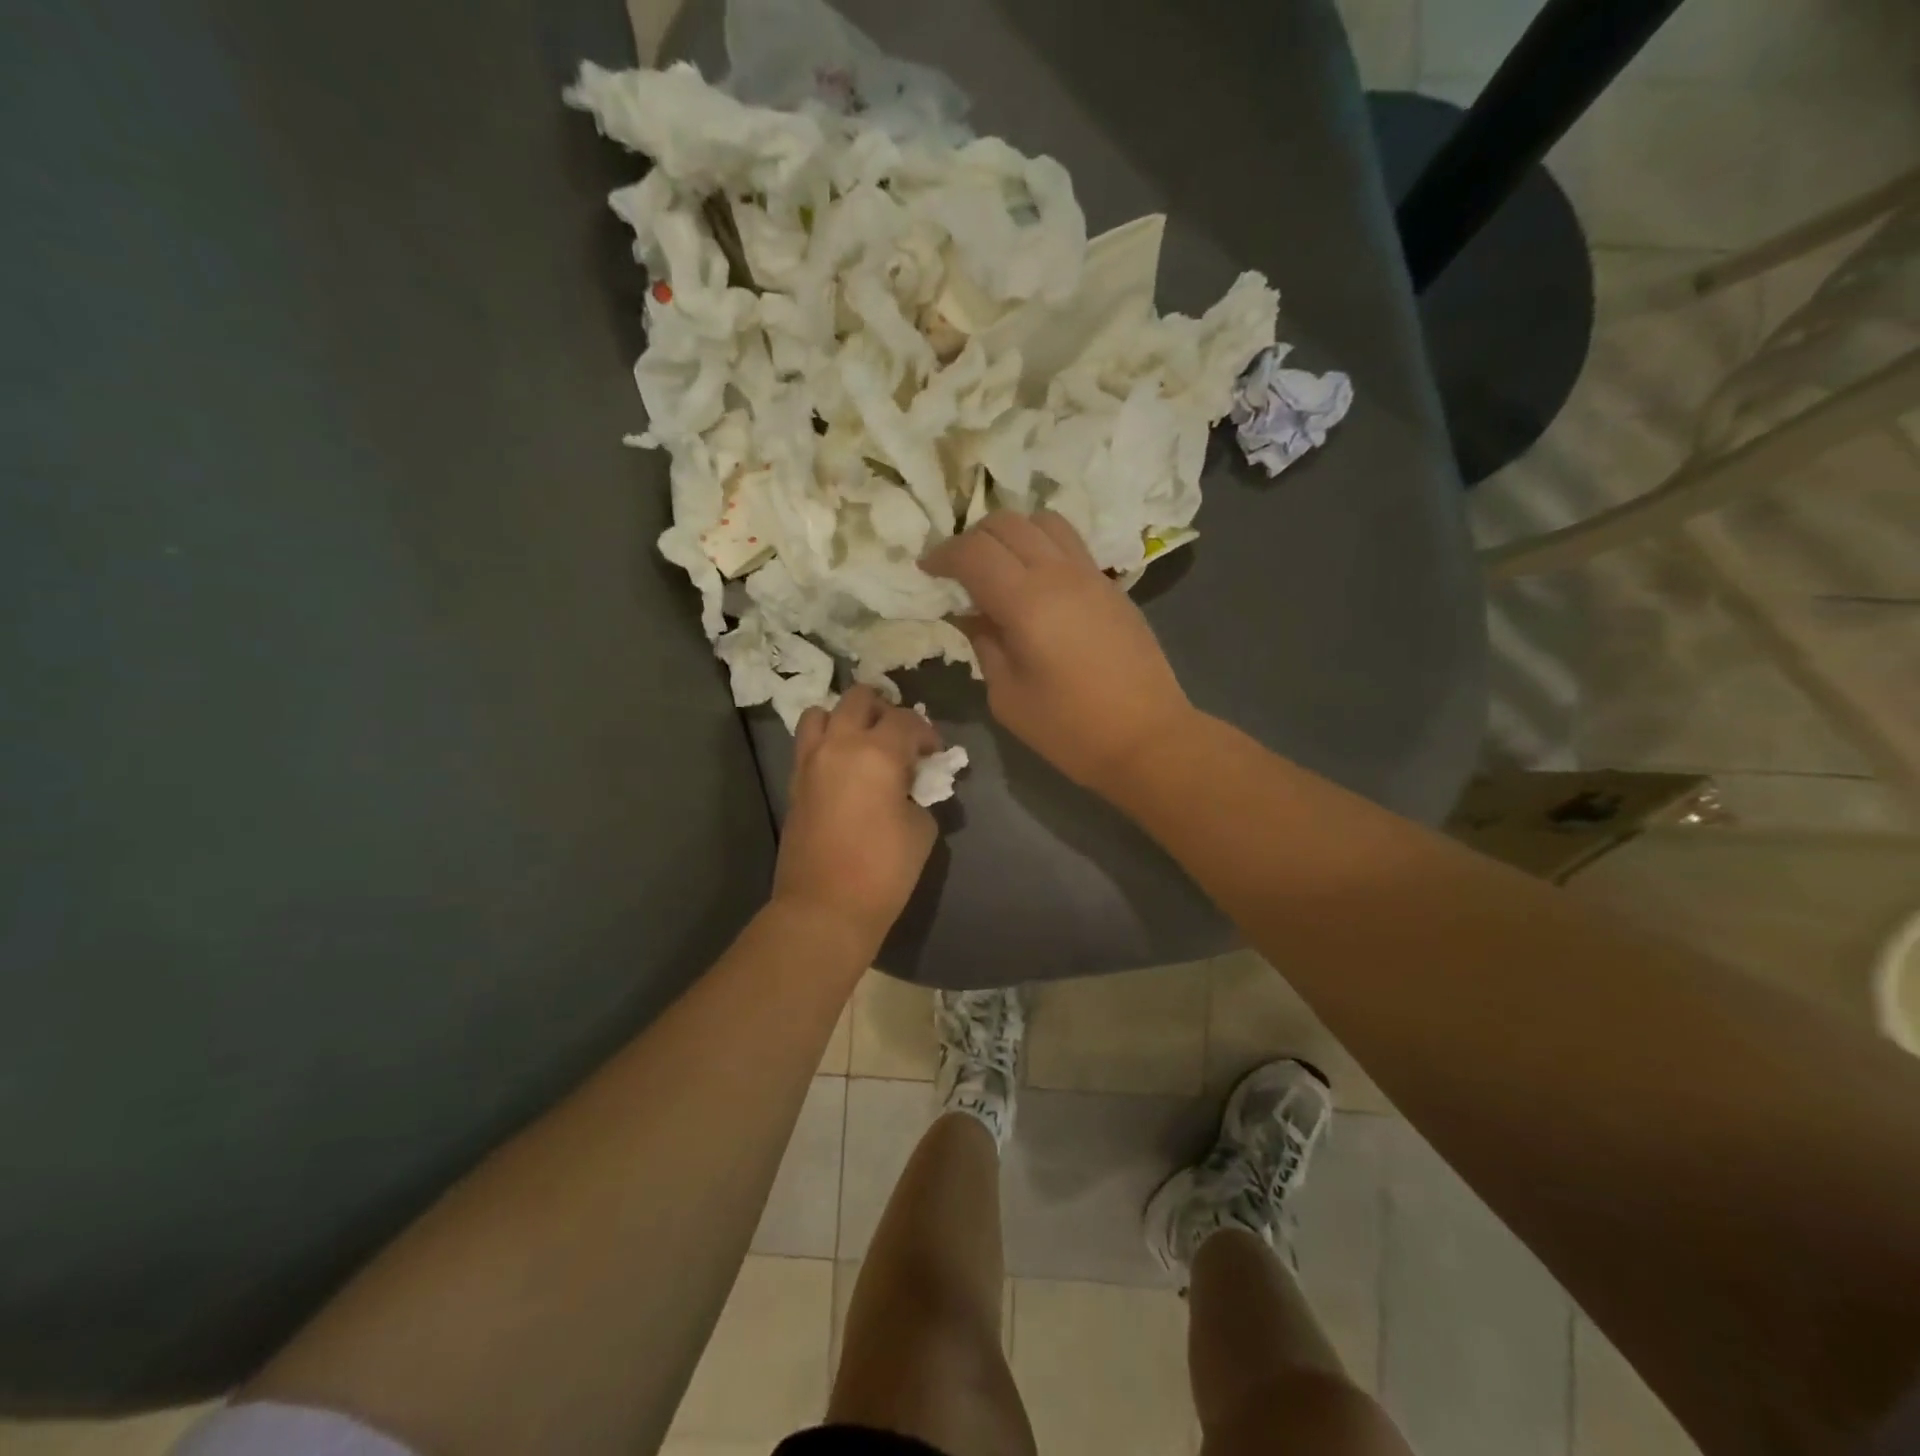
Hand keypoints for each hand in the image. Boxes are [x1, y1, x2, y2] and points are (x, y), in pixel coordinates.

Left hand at [771, 686, 940, 951]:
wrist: (825, 907)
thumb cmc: (883, 871)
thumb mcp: (922, 828)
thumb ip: (918, 792)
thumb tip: (909, 784)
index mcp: (877, 752)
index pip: (906, 720)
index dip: (926, 731)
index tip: (934, 752)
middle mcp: (839, 745)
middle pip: (859, 698)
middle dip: (884, 709)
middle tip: (899, 736)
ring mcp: (810, 761)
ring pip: (822, 712)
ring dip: (846, 717)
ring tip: (862, 741)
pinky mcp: (794, 781)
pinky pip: (808, 742)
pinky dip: (826, 740)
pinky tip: (843, 765)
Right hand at [922, 510, 1194, 793]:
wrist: (1147, 738)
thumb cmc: (1069, 729)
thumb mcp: (1007, 696)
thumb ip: (984, 644)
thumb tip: (970, 615)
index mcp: (1027, 601)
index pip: (974, 551)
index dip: (943, 554)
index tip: (927, 570)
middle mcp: (1059, 573)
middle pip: (1007, 523)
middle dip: (972, 538)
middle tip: (957, 569)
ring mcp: (1091, 574)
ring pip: (1043, 521)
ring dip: (1011, 533)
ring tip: (998, 565)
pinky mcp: (1111, 586)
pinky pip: (1069, 543)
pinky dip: (1041, 545)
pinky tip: (1033, 580)